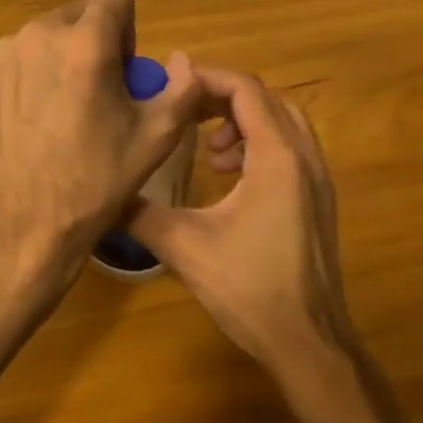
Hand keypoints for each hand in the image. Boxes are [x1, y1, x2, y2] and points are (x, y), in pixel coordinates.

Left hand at [0, 0, 200, 307]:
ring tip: (67, 109)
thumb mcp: (157, 135)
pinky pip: (22, 56)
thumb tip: (180, 60)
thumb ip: (183, 86)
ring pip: (49, 35)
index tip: (123, 69)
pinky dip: (36, 73)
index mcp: (85, 42)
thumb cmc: (97, 178)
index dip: (128, 27)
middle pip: (80, 14)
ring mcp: (6, 53)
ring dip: (65, 56)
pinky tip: (39, 118)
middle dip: (96, 42)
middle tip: (100, 93)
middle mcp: (40, 34)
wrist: (25, 219)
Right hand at [129, 67, 354, 379]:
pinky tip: (230, 178)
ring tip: (209, 151)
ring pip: (283, 123)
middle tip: (184, 115)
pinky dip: (259, 145)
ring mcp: (318, 180)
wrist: (308, 343)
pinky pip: (291, 149)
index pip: (245, 90)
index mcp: (277, 158)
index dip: (206, 79)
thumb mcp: (183, 246)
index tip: (170, 86)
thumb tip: (103, 192)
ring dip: (243, 122)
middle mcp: (304, 159)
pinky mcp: (319, 200)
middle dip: (222, 98)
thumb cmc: (248, 288)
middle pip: (266, 99)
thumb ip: (140, 212)